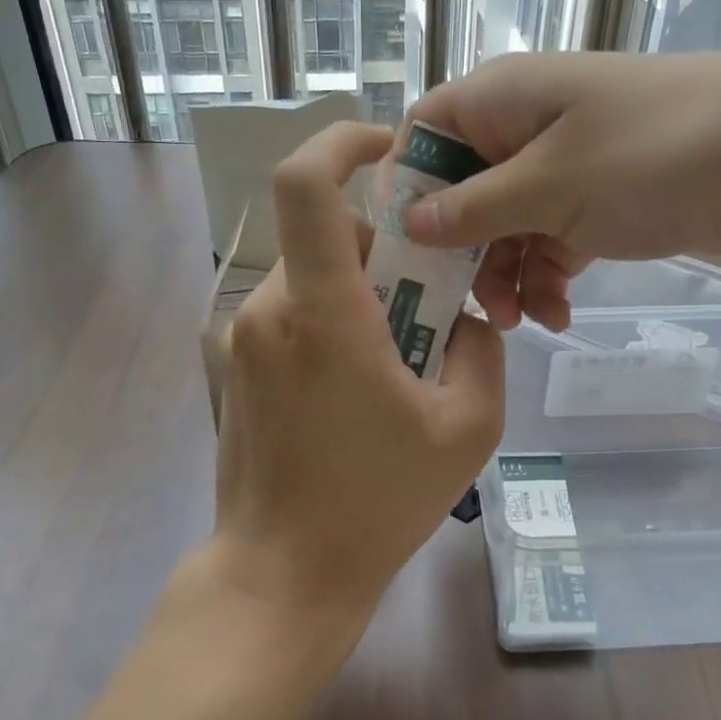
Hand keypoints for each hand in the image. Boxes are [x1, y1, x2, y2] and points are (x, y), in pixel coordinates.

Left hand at [213, 121, 504, 626]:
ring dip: (363, 291)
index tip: (388, 149)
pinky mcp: (239, 368)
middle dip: (386, 248)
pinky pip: (295, 314)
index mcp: (322, 311)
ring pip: (313, 276)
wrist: (282, 576)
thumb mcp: (467, 428)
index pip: (305, 185)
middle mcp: (271, 309)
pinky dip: (336, 321)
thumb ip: (481, 351)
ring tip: (402, 358)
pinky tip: (363, 385)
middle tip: (433, 299)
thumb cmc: (376, 503)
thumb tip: (464, 320)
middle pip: (328, 235)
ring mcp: (245, 339)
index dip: (342, 143)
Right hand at [400, 51, 720, 329]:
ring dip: (508, 274)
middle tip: (472, 305)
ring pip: (510, 223)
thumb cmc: (655, 156)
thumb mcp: (551, 185)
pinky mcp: (607, 197)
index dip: (407, 187)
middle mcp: (530, 123)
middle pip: (466, 188)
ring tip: (524, 319)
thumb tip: (411, 221)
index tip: (407, 247)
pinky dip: (549, 275)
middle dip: (465, 251)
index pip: (425, 132)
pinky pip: (554, 237)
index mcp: (505, 97)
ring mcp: (572, 161)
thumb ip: (474, 208)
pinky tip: (560, 313)